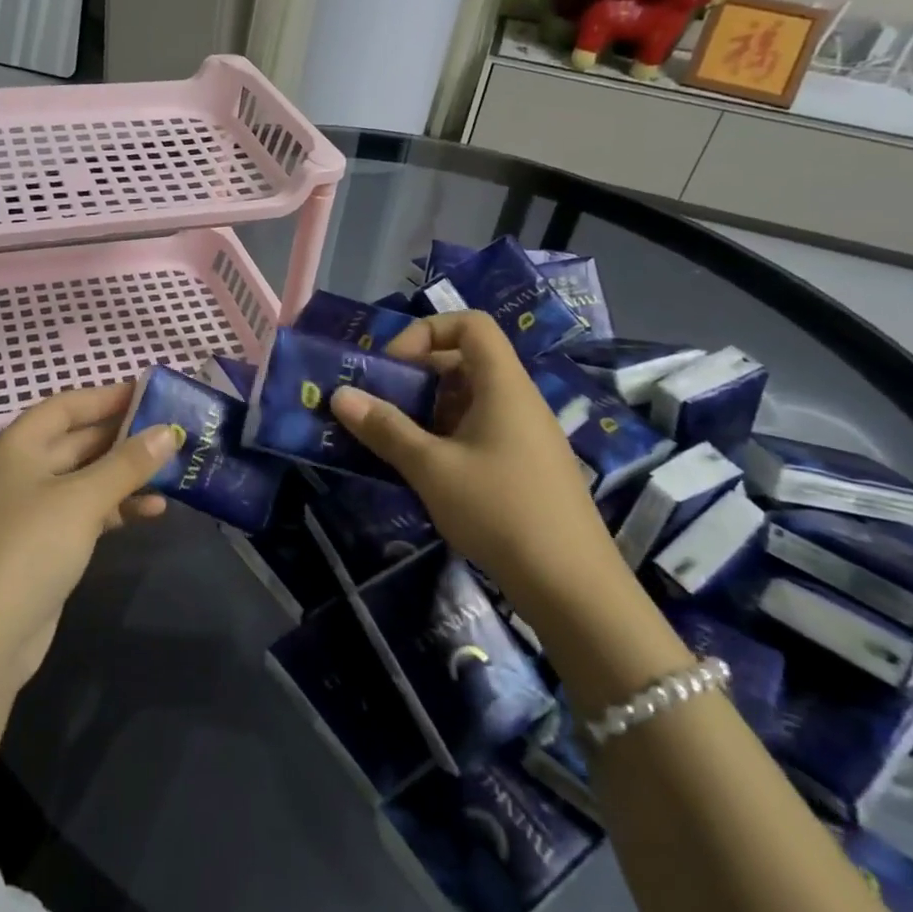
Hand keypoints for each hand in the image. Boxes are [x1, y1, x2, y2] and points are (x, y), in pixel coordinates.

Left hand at [0, 384, 178, 687]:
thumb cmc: (28, 549)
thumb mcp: (82, 500)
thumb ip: (127, 463)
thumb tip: (168, 431)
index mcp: (18, 446)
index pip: (67, 405)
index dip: (107, 396)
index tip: (152, 393)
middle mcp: (22, 470)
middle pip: (78, 440)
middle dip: (124, 437)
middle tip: (173, 432)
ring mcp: (32, 510)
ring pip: (86, 478)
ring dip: (126, 475)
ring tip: (173, 471)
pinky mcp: (44, 545)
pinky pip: (86, 512)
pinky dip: (116, 508)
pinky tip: (153, 511)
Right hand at [328, 311, 625, 614]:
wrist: (572, 587)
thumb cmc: (499, 511)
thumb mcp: (431, 468)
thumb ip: (385, 428)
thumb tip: (340, 395)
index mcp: (503, 385)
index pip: (471, 324)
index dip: (428, 332)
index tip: (395, 366)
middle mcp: (518, 399)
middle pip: (466, 361)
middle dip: (418, 376)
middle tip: (382, 404)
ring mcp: (526, 434)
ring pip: (470, 399)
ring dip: (428, 410)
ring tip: (396, 440)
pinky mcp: (526, 466)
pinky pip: (481, 429)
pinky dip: (447, 436)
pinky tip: (426, 471)